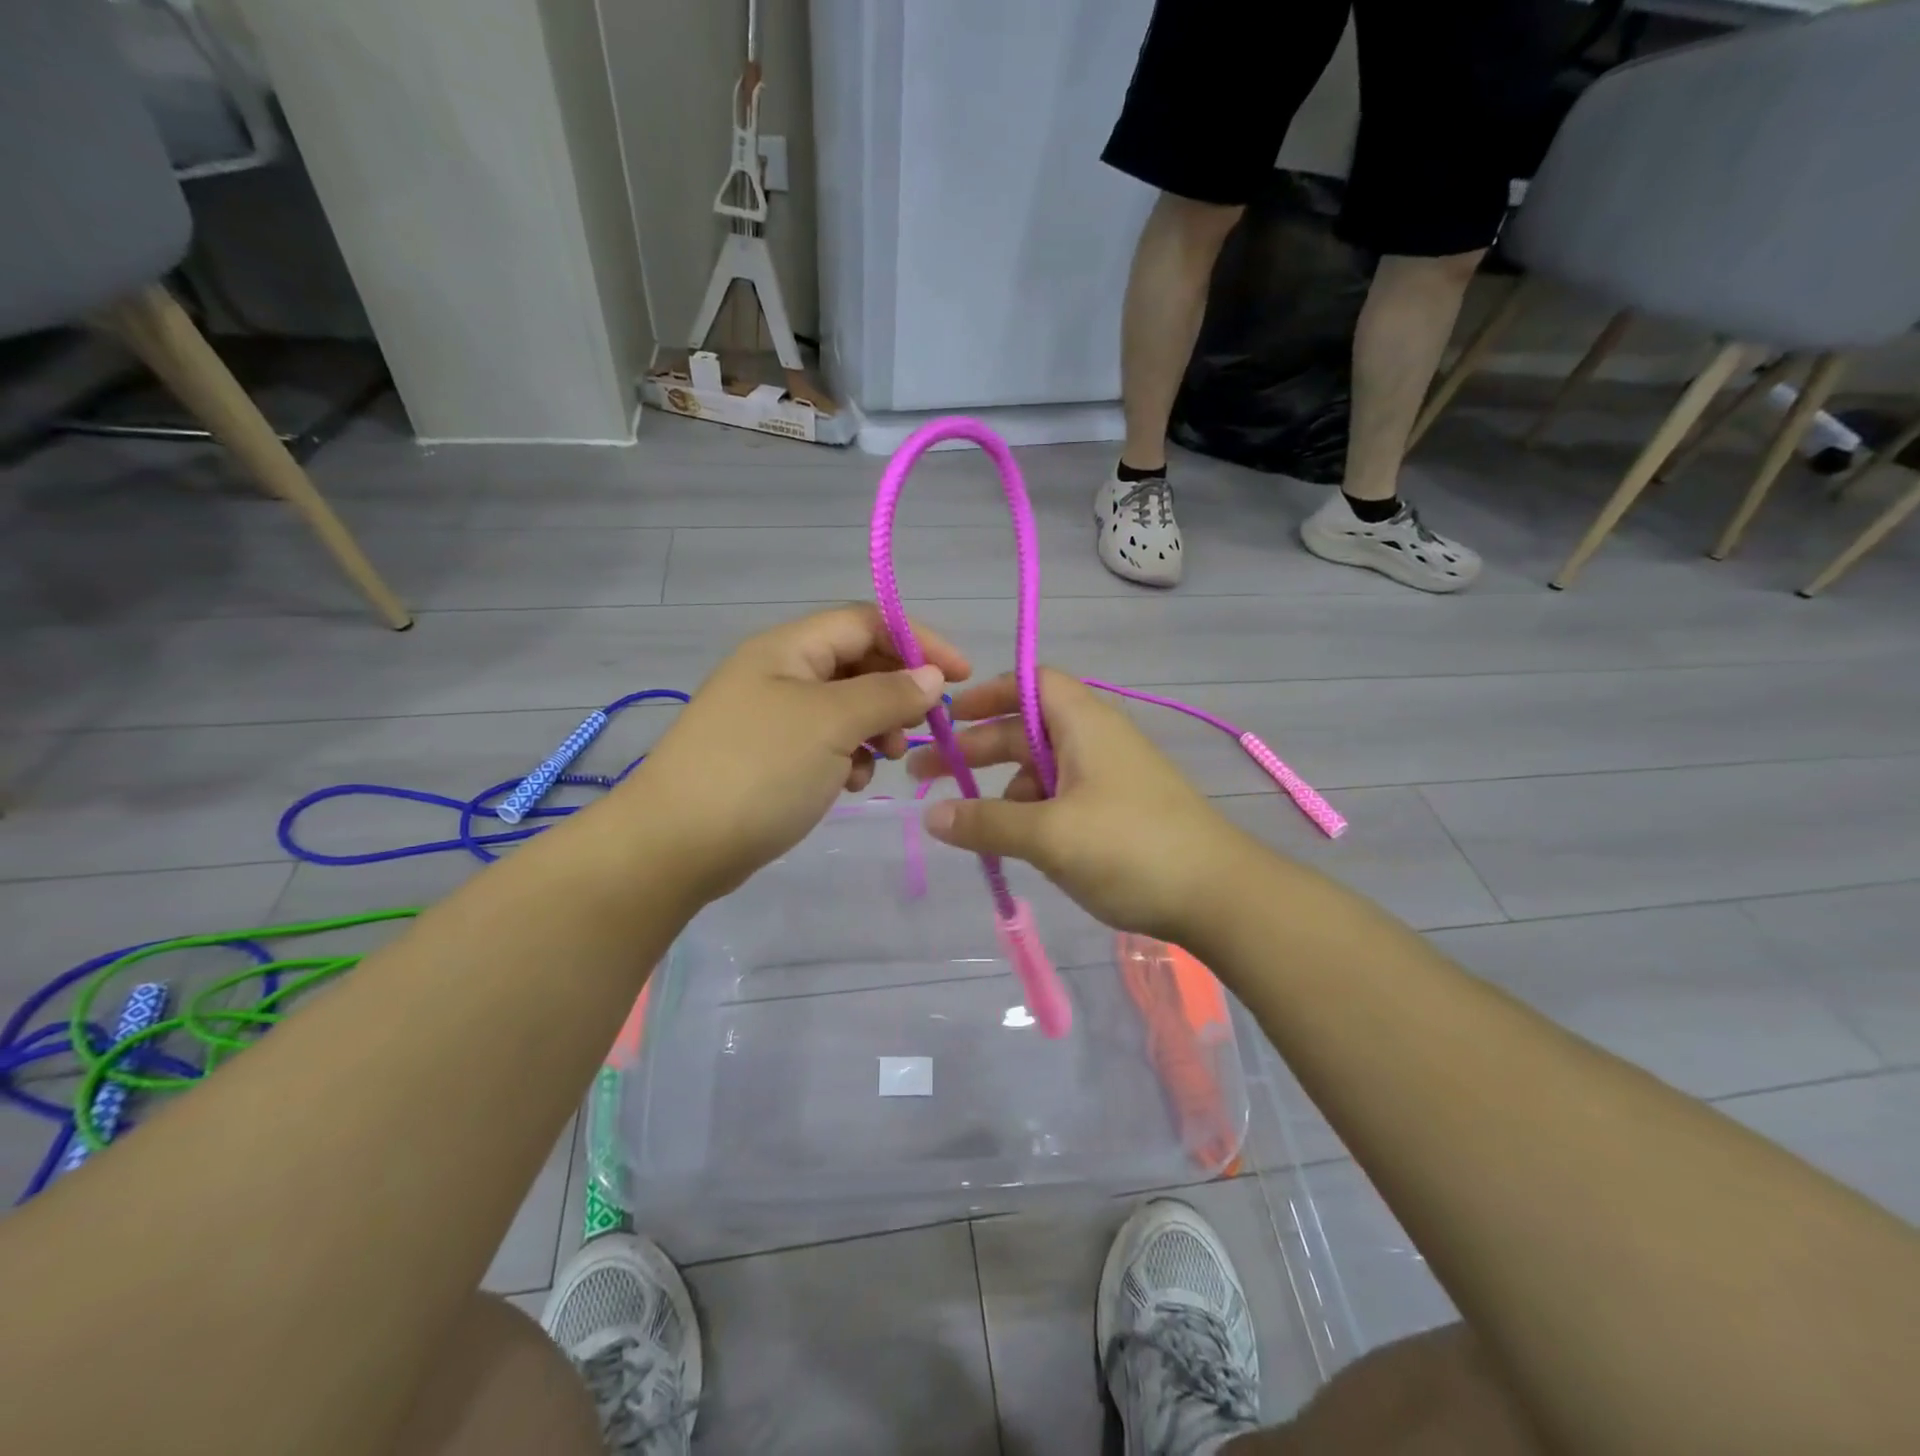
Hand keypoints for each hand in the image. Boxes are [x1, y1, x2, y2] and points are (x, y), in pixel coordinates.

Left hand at [620, 604, 969, 900]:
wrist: (675, 845)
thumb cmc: (758, 770)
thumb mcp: (832, 724)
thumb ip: (887, 693)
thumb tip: (931, 676)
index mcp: (788, 648)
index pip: (866, 621)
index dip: (918, 640)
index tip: (961, 676)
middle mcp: (780, 672)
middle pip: (857, 663)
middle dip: (897, 690)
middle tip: (921, 726)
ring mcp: (771, 716)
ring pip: (845, 706)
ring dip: (876, 728)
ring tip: (885, 761)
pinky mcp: (769, 756)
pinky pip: (825, 741)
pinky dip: (848, 755)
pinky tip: (850, 782)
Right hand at [908, 669, 1251, 943]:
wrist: (1220, 896)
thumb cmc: (1130, 848)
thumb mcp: (1050, 835)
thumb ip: (986, 824)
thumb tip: (930, 817)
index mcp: (1084, 724)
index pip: (1031, 683)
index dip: (988, 694)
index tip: (948, 717)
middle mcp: (1097, 741)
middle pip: (1026, 730)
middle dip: (976, 749)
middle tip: (925, 776)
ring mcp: (1110, 778)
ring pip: (1042, 770)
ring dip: (1003, 789)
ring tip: (970, 825)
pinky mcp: (1119, 812)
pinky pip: (1063, 800)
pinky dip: (1032, 813)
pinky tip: (1017, 844)